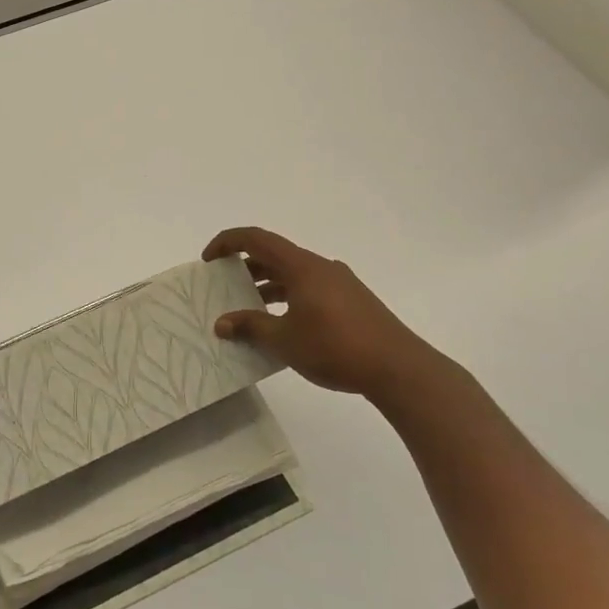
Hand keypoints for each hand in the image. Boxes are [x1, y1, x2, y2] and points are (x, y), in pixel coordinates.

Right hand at [203, 227, 450, 405]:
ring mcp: (340, 284)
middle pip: (275, 256)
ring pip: (293, 275)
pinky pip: (310, 289)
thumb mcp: (284, 340)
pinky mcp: (353, 302)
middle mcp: (321, 267)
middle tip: (225, 288)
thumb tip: (222, 323)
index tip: (209, 260)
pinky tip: (283, 326)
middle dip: (246, 268)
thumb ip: (250, 326)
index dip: (228, 242)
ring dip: (268, 287)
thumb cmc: (336, 347)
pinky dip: (289, 298)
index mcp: (302, 267)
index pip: (257, 239)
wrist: (399, 368)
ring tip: (250, 311)